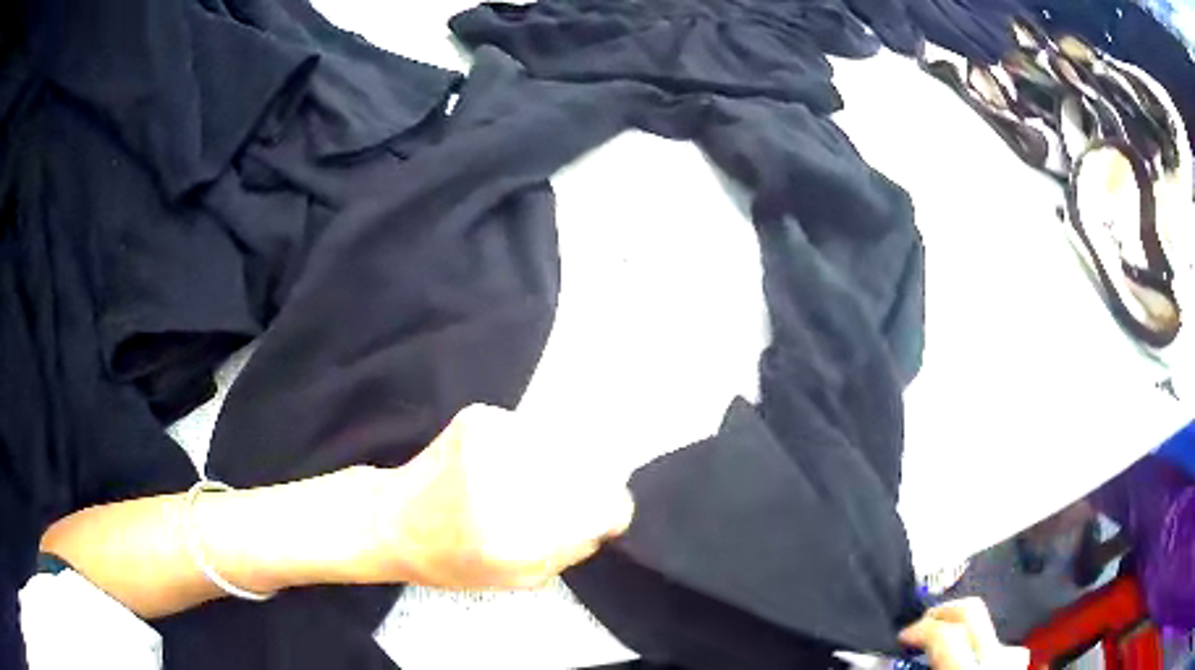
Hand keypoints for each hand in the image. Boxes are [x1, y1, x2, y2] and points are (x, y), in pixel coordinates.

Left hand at [366, 404, 635, 589]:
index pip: (607, 505)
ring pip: (563, 446)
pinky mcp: (478, 418)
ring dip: (557, 464)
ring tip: (521, 484)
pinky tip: (500, 466)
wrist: (391, 521)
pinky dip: (529, 447)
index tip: (603, 514)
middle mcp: (504, 484)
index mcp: (516, 539)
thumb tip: (606, 516)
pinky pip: (531, 431)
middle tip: (557, 502)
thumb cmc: (452, 561)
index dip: (612, 509)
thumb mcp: (519, 579)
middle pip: (590, 470)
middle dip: (583, 487)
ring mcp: (489, 443)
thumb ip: (571, 549)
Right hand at [899, 598, 1029, 669]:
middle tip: (923, 624)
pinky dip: (982, 650)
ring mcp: (1012, 662)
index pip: (945, 635)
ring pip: (990, 628)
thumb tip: (898, 667)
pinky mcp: (1018, 668)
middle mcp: (994, 661)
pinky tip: (972, 666)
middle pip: (973, 613)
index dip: (919, 629)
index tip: (903, 637)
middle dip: (943, 612)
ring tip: (945, 648)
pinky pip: (1001, 647)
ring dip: (964, 632)